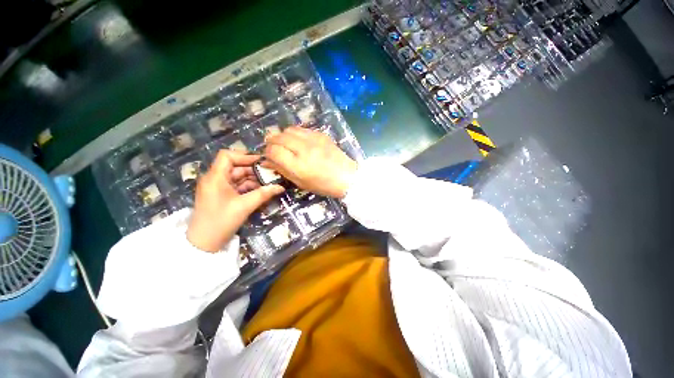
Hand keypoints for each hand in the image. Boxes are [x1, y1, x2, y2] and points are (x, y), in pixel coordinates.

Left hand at [187, 150, 284, 252]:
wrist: (204, 243)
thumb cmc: (221, 221)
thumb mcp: (245, 206)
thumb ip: (264, 194)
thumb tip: (281, 187)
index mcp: (215, 177)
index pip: (227, 156)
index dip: (245, 156)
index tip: (261, 162)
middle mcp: (215, 179)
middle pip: (235, 167)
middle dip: (254, 170)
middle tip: (271, 174)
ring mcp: (217, 188)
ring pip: (237, 177)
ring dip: (253, 180)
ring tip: (269, 184)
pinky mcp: (221, 196)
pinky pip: (236, 186)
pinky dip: (248, 188)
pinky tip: (261, 191)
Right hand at [264, 127, 356, 197]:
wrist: (346, 176)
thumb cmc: (322, 184)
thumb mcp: (300, 182)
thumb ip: (282, 170)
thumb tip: (266, 162)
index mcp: (298, 165)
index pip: (273, 151)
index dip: (267, 152)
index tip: (269, 156)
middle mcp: (303, 149)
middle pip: (279, 137)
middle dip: (272, 142)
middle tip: (275, 149)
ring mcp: (313, 139)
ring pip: (289, 129)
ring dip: (283, 136)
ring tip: (287, 144)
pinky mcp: (321, 134)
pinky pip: (302, 129)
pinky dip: (296, 134)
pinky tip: (300, 142)